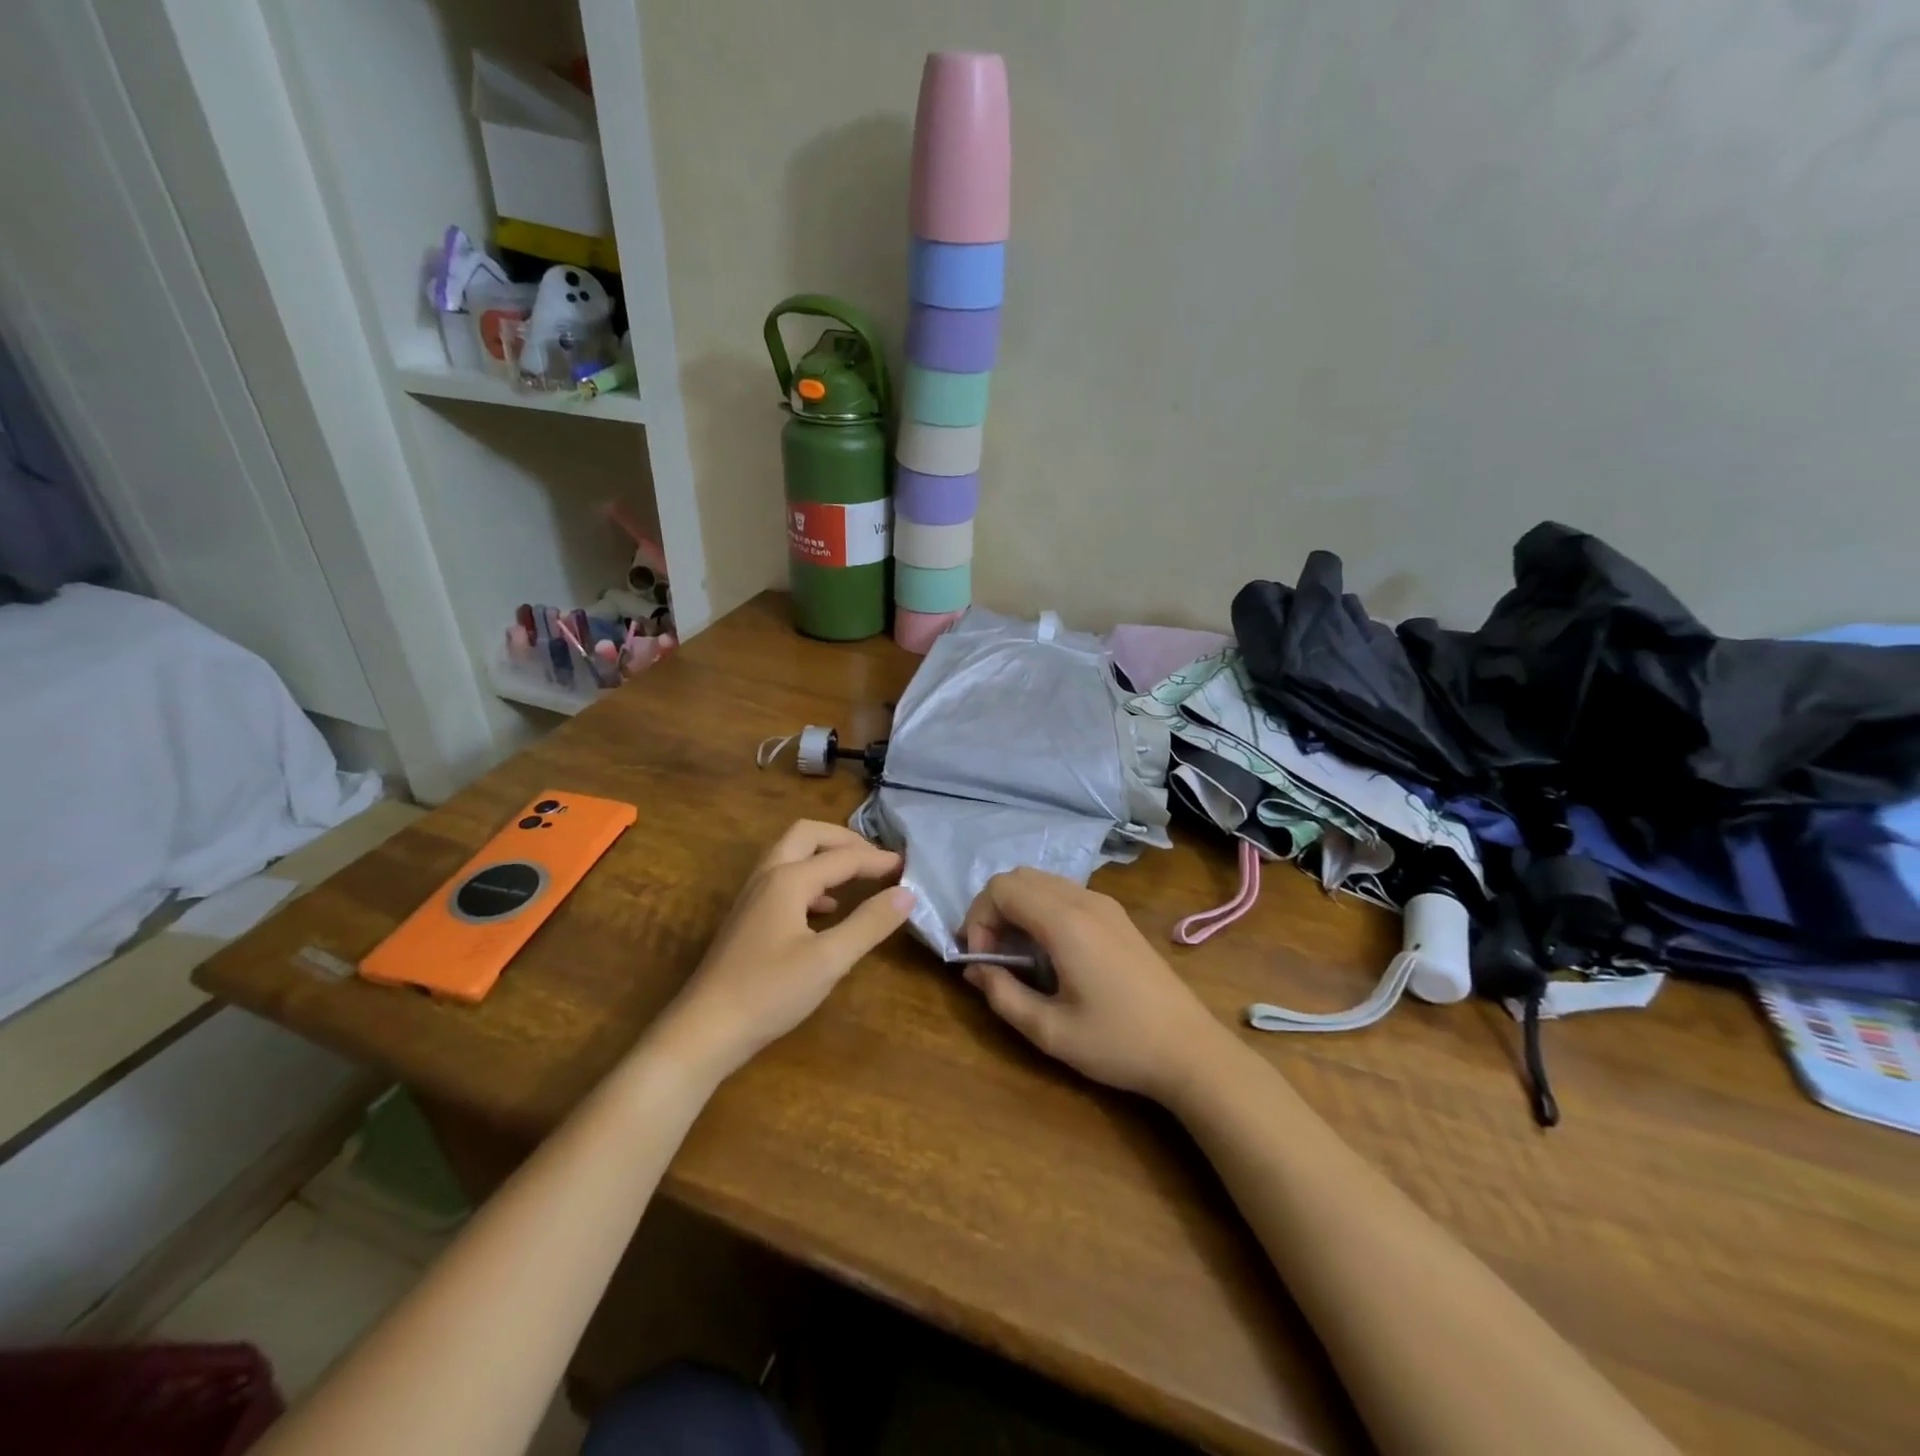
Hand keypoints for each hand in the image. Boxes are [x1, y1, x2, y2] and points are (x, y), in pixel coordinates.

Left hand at [653, 821, 914, 1080]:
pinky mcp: (748, 917)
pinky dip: (812, 881)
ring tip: (858, 877)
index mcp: (789, 879)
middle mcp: (768, 876)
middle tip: (876, 859)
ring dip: (826, 857)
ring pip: (792, 855)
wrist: (704, 1031)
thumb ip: (869, 923)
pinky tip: (827, 910)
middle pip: (807, 835)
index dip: (877, 859)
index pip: (842, 857)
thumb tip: (907, 893)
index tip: (908, 866)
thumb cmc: (769, 993)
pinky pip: (784, 879)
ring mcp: (753, 896)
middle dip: (845, 840)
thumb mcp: (829, 960)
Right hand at [960, 868, 1232, 1102]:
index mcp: (1065, 922)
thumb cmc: (1118, 1043)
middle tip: (993, 955)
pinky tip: (1049, 951)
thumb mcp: (1050, 1031)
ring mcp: (1104, 904)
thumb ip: (1003, 996)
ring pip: (1042, 881)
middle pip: (1018, 877)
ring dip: (1017, 908)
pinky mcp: (1117, 915)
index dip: (978, 919)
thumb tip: (974, 971)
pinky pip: (1065, 893)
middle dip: (993, 910)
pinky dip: (1041, 909)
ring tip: (1017, 955)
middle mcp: (1084, 900)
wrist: (1190, 1050)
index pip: (1001, 889)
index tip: (982, 961)